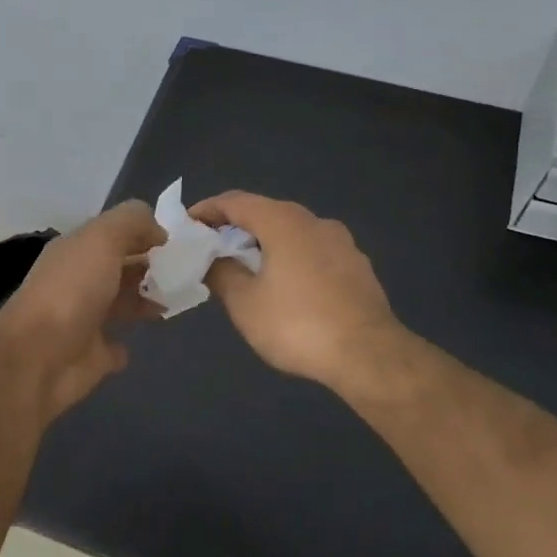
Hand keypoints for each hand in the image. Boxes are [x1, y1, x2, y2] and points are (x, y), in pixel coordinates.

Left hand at [0, 201, 165, 419]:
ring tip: (182, 297)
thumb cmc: (72, 291)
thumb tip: (159, 230)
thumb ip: (131, 223)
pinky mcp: (90, 357)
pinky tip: (146, 336)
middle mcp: (78, 281)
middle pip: (120, 268)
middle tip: (191, 270)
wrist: (38, 358)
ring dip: (147, 299)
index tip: (182, 240)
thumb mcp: (102, 239)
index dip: (146, 233)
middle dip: (152, 266)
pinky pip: (114, 346)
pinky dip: (126, 342)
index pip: (115, 234)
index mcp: (76, 250)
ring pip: (121, 303)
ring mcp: (83, 320)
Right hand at [189, 191, 408, 394]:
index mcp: (283, 221)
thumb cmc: (297, 324)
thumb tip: (212, 260)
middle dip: (236, 227)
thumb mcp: (244, 303)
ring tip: (246, 268)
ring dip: (265, 244)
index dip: (208, 209)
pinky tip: (284, 286)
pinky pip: (313, 251)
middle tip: (212, 247)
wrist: (369, 355)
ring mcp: (342, 243)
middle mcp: (314, 221)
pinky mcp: (358, 267)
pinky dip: (290, 258)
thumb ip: (222, 274)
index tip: (187, 224)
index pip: (236, 201)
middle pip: (266, 213)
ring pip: (292, 232)